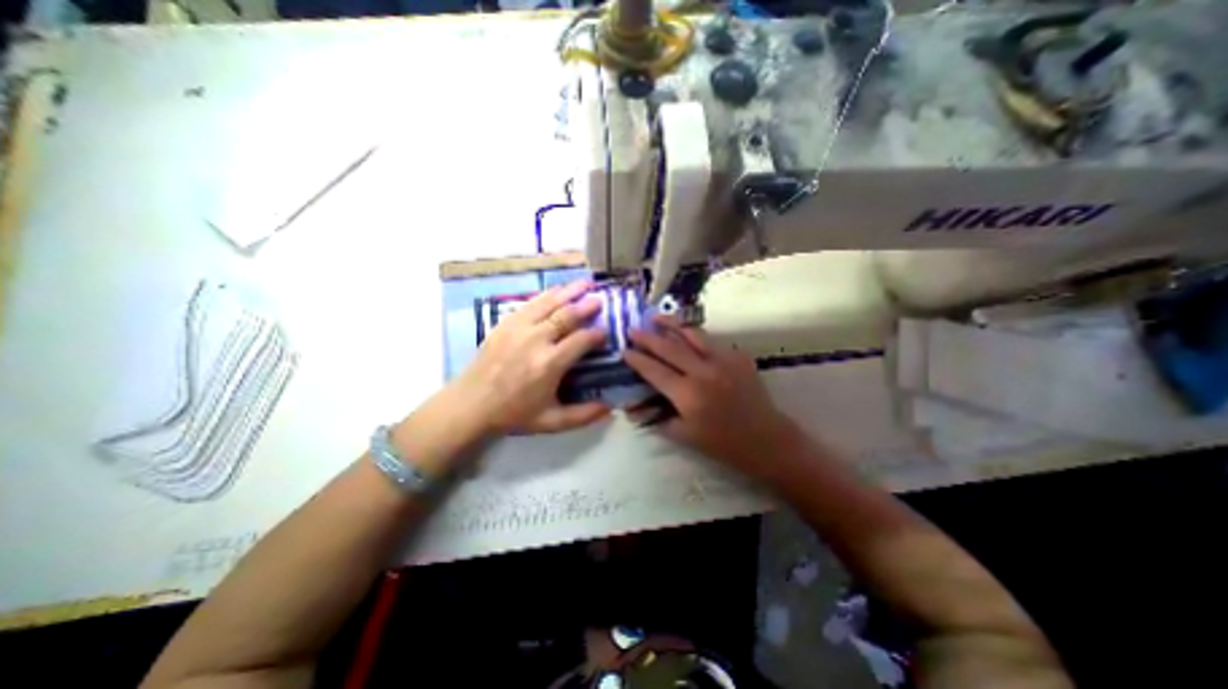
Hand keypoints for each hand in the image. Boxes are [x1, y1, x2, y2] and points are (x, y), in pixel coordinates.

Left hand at [453, 278, 610, 431]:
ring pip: (548, 303)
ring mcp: (518, 328)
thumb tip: (611, 409)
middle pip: (566, 316)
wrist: (471, 404)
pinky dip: (547, 295)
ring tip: (584, 283)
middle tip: (600, 299)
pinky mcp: (505, 323)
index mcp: (549, 364)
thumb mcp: (551, 421)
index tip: (605, 332)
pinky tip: (556, 291)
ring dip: (569, 292)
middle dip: (586, 306)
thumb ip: (583, 416)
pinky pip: (530, 303)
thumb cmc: (513, 414)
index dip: (596, 334)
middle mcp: (536, 340)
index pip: (581, 340)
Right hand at [626, 315, 806, 477]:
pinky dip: (694, 335)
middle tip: (633, 329)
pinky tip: (687, 334)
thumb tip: (633, 409)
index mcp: (687, 393)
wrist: (766, 439)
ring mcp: (723, 360)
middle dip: (647, 337)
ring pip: (691, 334)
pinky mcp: (738, 356)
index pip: (654, 370)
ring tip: (657, 317)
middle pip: (669, 347)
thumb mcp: (684, 435)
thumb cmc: (722, 443)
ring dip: (671, 324)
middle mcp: (703, 371)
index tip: (624, 350)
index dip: (637, 359)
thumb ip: (656, 419)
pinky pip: (711, 341)